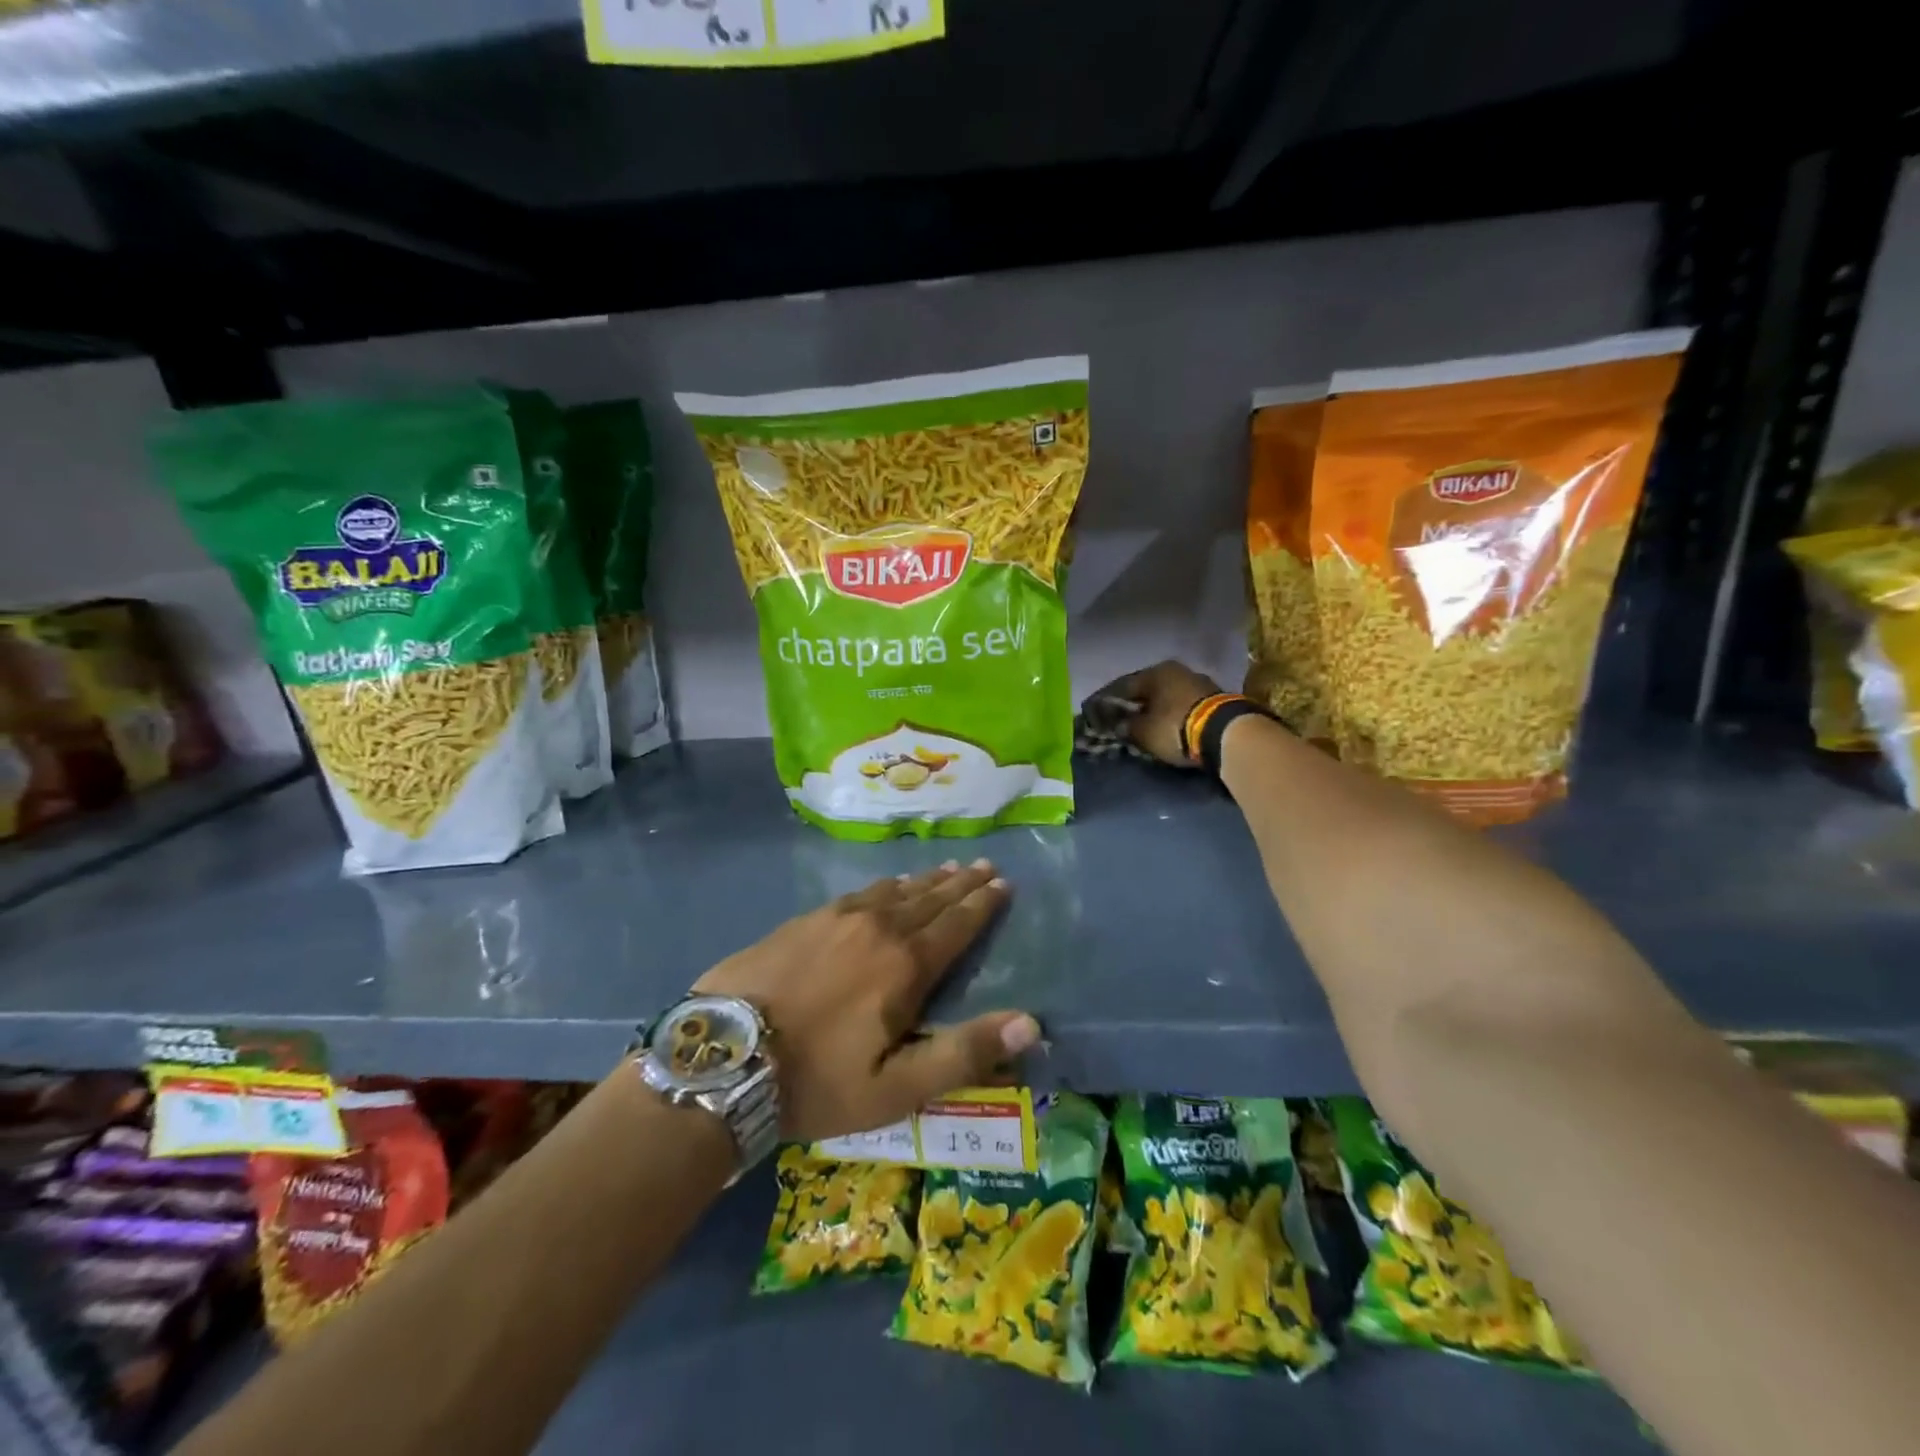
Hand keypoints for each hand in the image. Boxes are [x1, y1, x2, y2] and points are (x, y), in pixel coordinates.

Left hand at [692, 860, 1038, 1142]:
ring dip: (925, 880)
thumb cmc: (815, 1081)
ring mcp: (836, 919)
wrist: (722, 1057)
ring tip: (947, 868)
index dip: (982, 905)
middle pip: (929, 900)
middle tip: (985, 866)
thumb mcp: (896, 1088)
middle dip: (961, 884)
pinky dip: (884, 886)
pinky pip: (859, 893)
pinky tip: (886, 884)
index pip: (955, 926)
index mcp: (904, 966)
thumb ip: (963, 1053)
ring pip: (894, 891)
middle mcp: (877, 929)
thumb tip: (1031, 1023)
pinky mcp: (804, 920)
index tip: (1003, 884)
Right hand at [1095, 660, 1221, 766]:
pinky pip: (1185, 704)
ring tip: (1148, 724)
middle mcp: (1176, 670)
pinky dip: (1175, 713)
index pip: (1123, 686)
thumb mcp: (1144, 731)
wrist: (1226, 732)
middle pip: (1149, 689)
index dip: (1110, 701)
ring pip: (1169, 695)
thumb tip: (1119, 725)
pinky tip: (1170, 724)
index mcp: (1155, 672)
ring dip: (1158, 708)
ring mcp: (1199, 681)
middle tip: (1125, 719)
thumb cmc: (1175, 726)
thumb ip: (1127, 726)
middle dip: (1136, 704)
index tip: (1101, 713)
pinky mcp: (1216, 697)